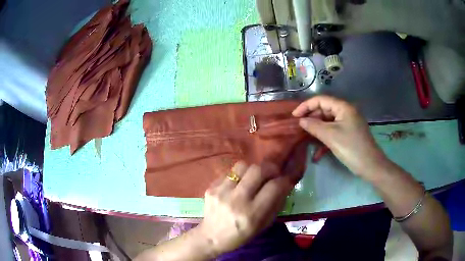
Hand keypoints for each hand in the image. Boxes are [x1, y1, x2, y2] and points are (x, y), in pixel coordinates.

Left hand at [197, 161, 294, 255]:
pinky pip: (230, 173)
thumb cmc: (241, 235)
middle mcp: (237, 200)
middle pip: (258, 170)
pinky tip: (237, 186)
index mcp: (252, 214)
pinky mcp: (211, 187)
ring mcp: (221, 192)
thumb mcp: (263, 225)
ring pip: (243, 166)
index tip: (285, 180)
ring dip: (252, 170)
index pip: (274, 187)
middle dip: (270, 168)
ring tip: (253, 178)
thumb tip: (284, 184)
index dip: (284, 180)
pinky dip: (238, 177)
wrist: (211, 237)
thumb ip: (276, 204)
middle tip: (272, 173)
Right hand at [292, 95, 388, 177]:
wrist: (370, 165)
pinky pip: (333, 130)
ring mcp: (348, 122)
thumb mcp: (331, 136)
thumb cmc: (351, 148)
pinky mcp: (349, 133)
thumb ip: (314, 126)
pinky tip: (317, 149)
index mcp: (343, 107)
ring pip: (328, 121)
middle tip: (299, 128)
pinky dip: (325, 137)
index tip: (294, 116)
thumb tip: (301, 120)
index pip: (321, 100)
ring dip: (317, 129)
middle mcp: (346, 111)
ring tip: (305, 137)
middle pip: (324, 110)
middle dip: (311, 118)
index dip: (306, 106)